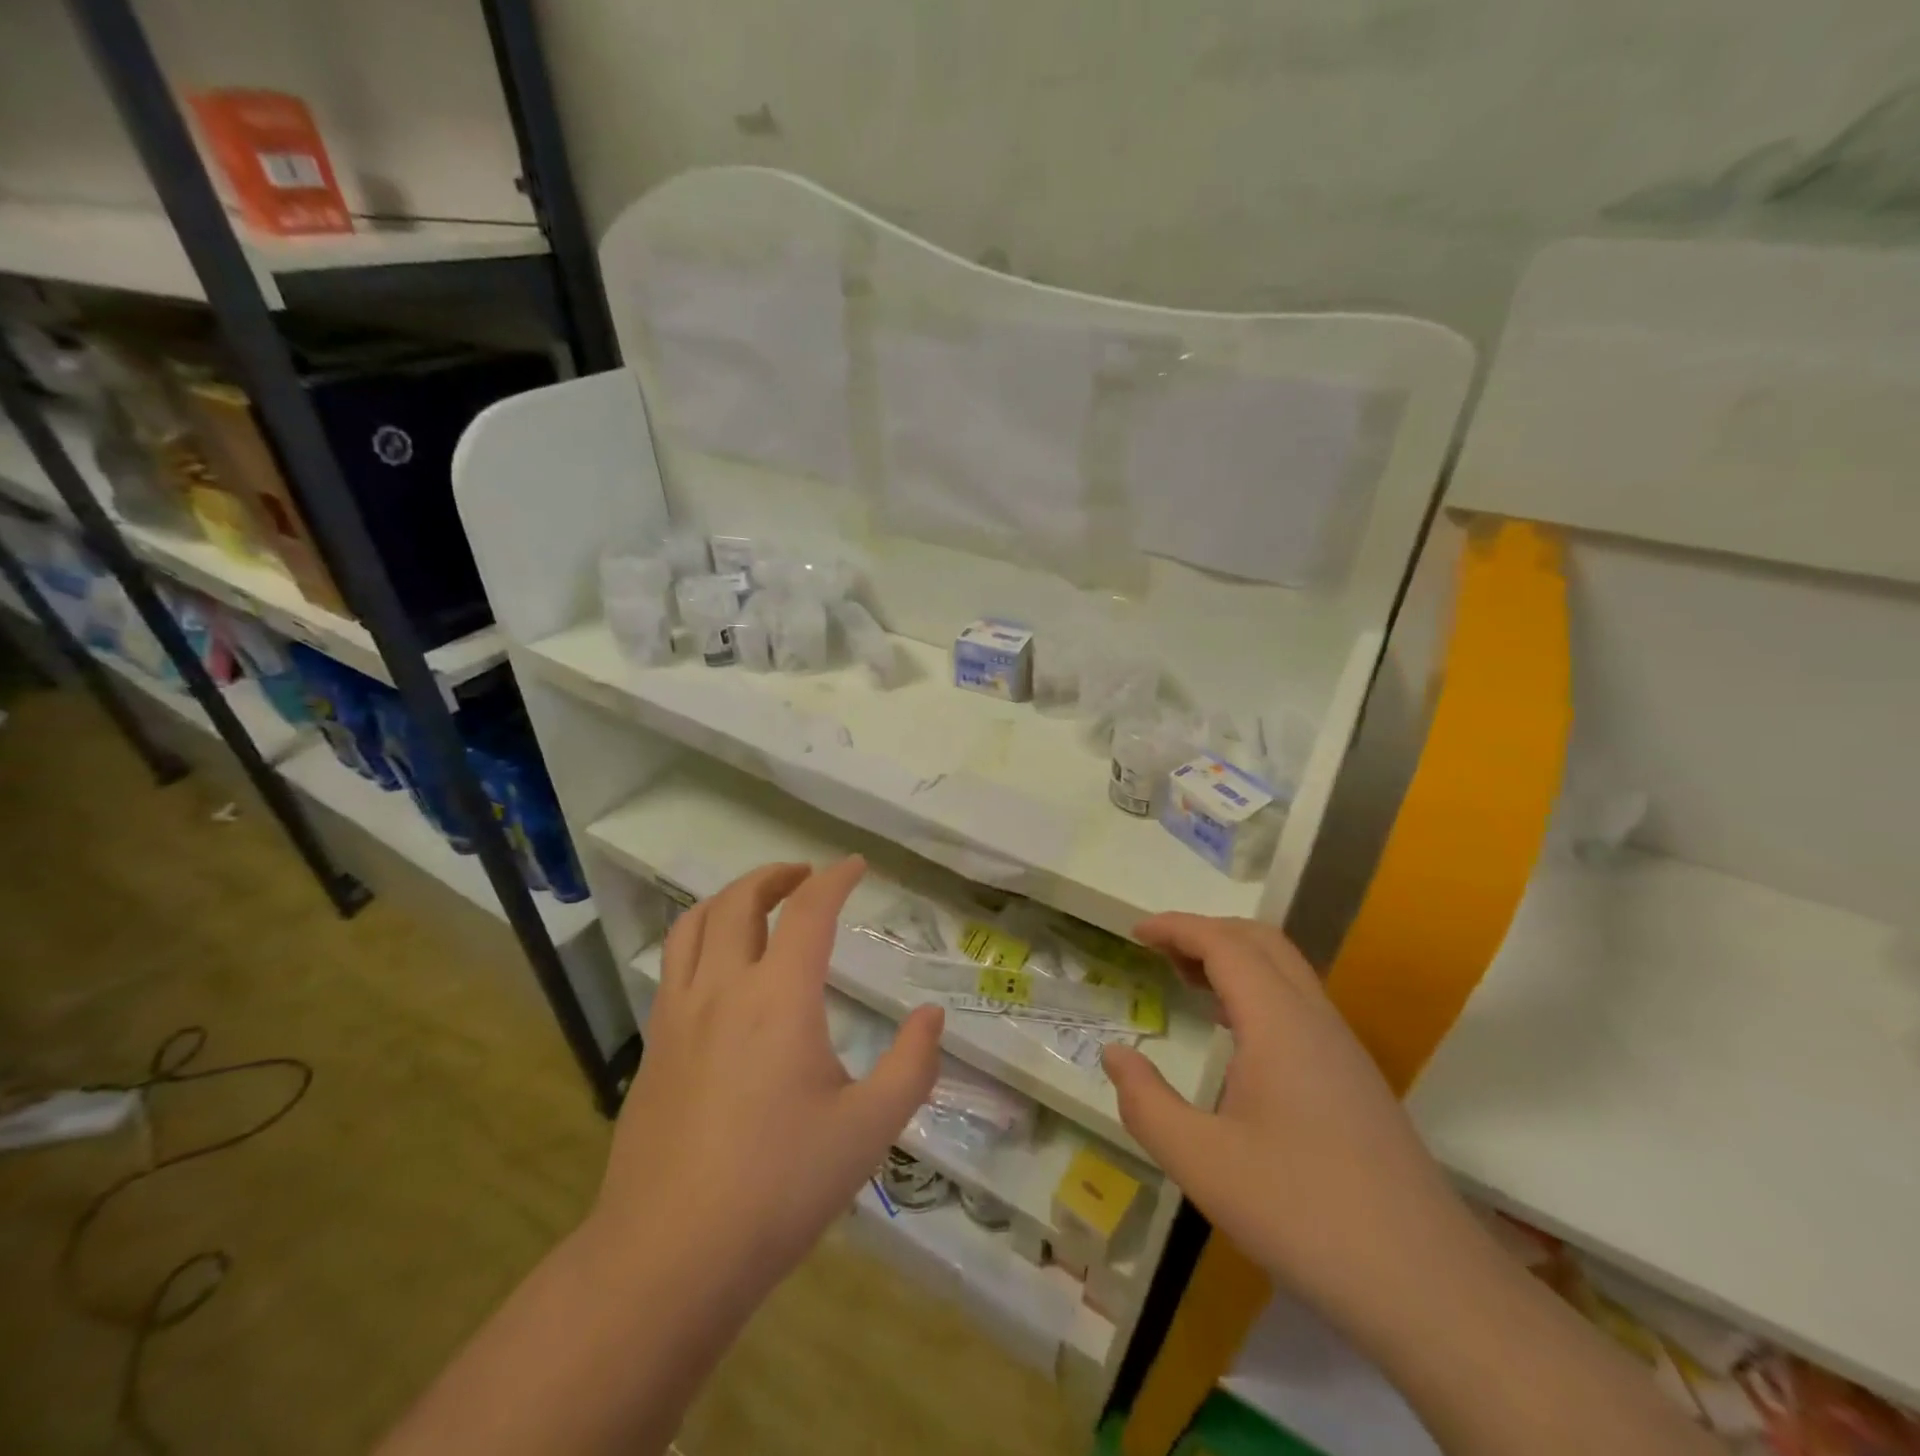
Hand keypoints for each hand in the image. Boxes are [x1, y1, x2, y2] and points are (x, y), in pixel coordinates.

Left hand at [593, 858, 943, 1292]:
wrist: (669, 1256)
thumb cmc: (780, 1187)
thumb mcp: (869, 1130)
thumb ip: (911, 1065)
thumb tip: (930, 1017)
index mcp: (779, 998)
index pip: (809, 912)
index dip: (835, 879)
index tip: (855, 865)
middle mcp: (723, 989)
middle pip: (739, 902)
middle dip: (776, 875)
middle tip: (806, 875)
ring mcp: (678, 1015)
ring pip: (694, 925)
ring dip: (729, 898)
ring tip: (757, 902)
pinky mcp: (652, 1047)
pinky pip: (673, 965)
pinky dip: (700, 938)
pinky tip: (720, 970)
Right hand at [1102, 914, 1481, 1349]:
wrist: (1431, 1289)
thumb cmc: (1304, 1214)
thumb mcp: (1202, 1164)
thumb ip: (1146, 1103)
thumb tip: (1114, 1054)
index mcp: (1279, 1022)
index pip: (1224, 943)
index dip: (1176, 927)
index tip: (1134, 932)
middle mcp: (1315, 1019)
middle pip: (1260, 941)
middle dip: (1205, 932)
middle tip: (1158, 951)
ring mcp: (1343, 1048)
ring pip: (1285, 971)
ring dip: (1233, 959)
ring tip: (1187, 981)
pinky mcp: (1356, 1079)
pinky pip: (1299, 1004)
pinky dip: (1256, 991)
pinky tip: (1236, 1033)